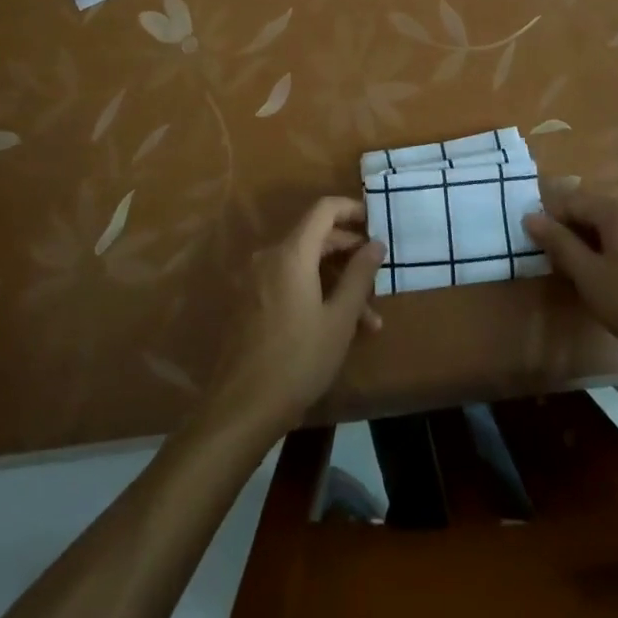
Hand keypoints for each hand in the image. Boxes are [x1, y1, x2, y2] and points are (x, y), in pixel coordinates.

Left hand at [205, 196, 384, 438]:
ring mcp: (255, 280)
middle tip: (377, 275)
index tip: (375, 222)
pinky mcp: (249, 302)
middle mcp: (269, 257)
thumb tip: (376, 243)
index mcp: (291, 254)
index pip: (323, 210)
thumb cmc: (298, 360)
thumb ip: (359, 275)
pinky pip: (287, 282)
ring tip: (367, 320)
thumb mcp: (339, 319)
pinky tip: (335, 326)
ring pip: (303, 265)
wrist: (241, 408)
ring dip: (335, 282)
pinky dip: (313, 292)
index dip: (351, 209)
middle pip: (314, 237)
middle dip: (348, 254)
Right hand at [524, 184, 617, 368]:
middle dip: (576, 233)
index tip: (539, 245)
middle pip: (596, 212)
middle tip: (564, 264)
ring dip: (599, 243)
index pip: (572, 202)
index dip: (551, 221)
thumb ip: (559, 244)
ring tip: (591, 275)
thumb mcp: (589, 276)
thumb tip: (531, 217)